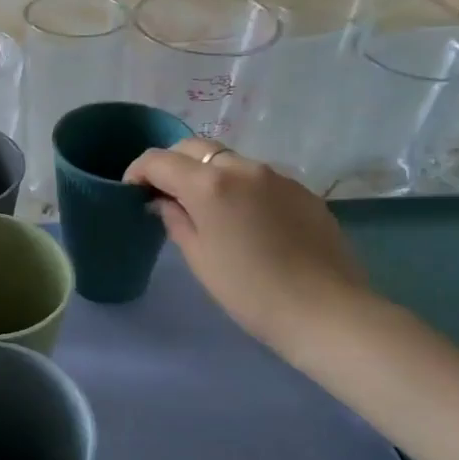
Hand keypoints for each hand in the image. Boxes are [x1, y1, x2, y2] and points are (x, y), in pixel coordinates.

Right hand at [124, 140, 370, 357]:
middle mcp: (242, 167)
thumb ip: (176, 219)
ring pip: (229, 161)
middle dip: (172, 164)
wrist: (326, 311)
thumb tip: (164, 201)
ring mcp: (277, 176)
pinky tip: (245, 220)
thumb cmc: (249, 290)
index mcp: (209, 184)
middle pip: (194, 148)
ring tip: (206, 209)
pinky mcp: (302, 190)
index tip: (132, 191)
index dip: (138, 171)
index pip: (159, 160)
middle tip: (165, 194)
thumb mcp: (199, 257)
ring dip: (208, 175)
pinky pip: (259, 178)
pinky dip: (240, 188)